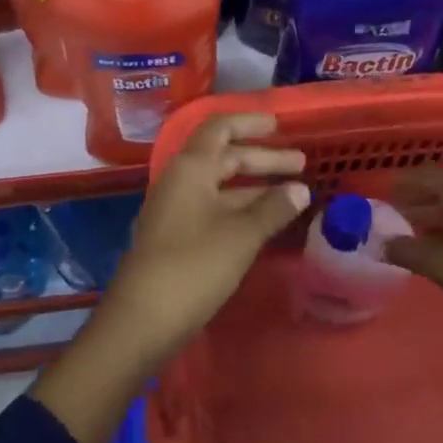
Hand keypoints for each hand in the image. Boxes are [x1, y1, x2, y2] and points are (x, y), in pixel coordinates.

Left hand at [98, 112, 308, 364]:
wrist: (141, 320)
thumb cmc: (193, 266)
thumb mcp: (241, 235)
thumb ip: (273, 208)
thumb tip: (301, 189)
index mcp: (191, 167)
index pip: (221, 128)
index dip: (250, 123)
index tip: (280, 126)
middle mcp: (181, 180)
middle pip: (224, 156)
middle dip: (263, 158)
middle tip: (301, 165)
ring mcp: (176, 208)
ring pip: (221, 184)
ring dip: (255, 185)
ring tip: (293, 193)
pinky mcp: (177, 236)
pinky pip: (214, 207)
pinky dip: (241, 207)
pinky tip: (265, 221)